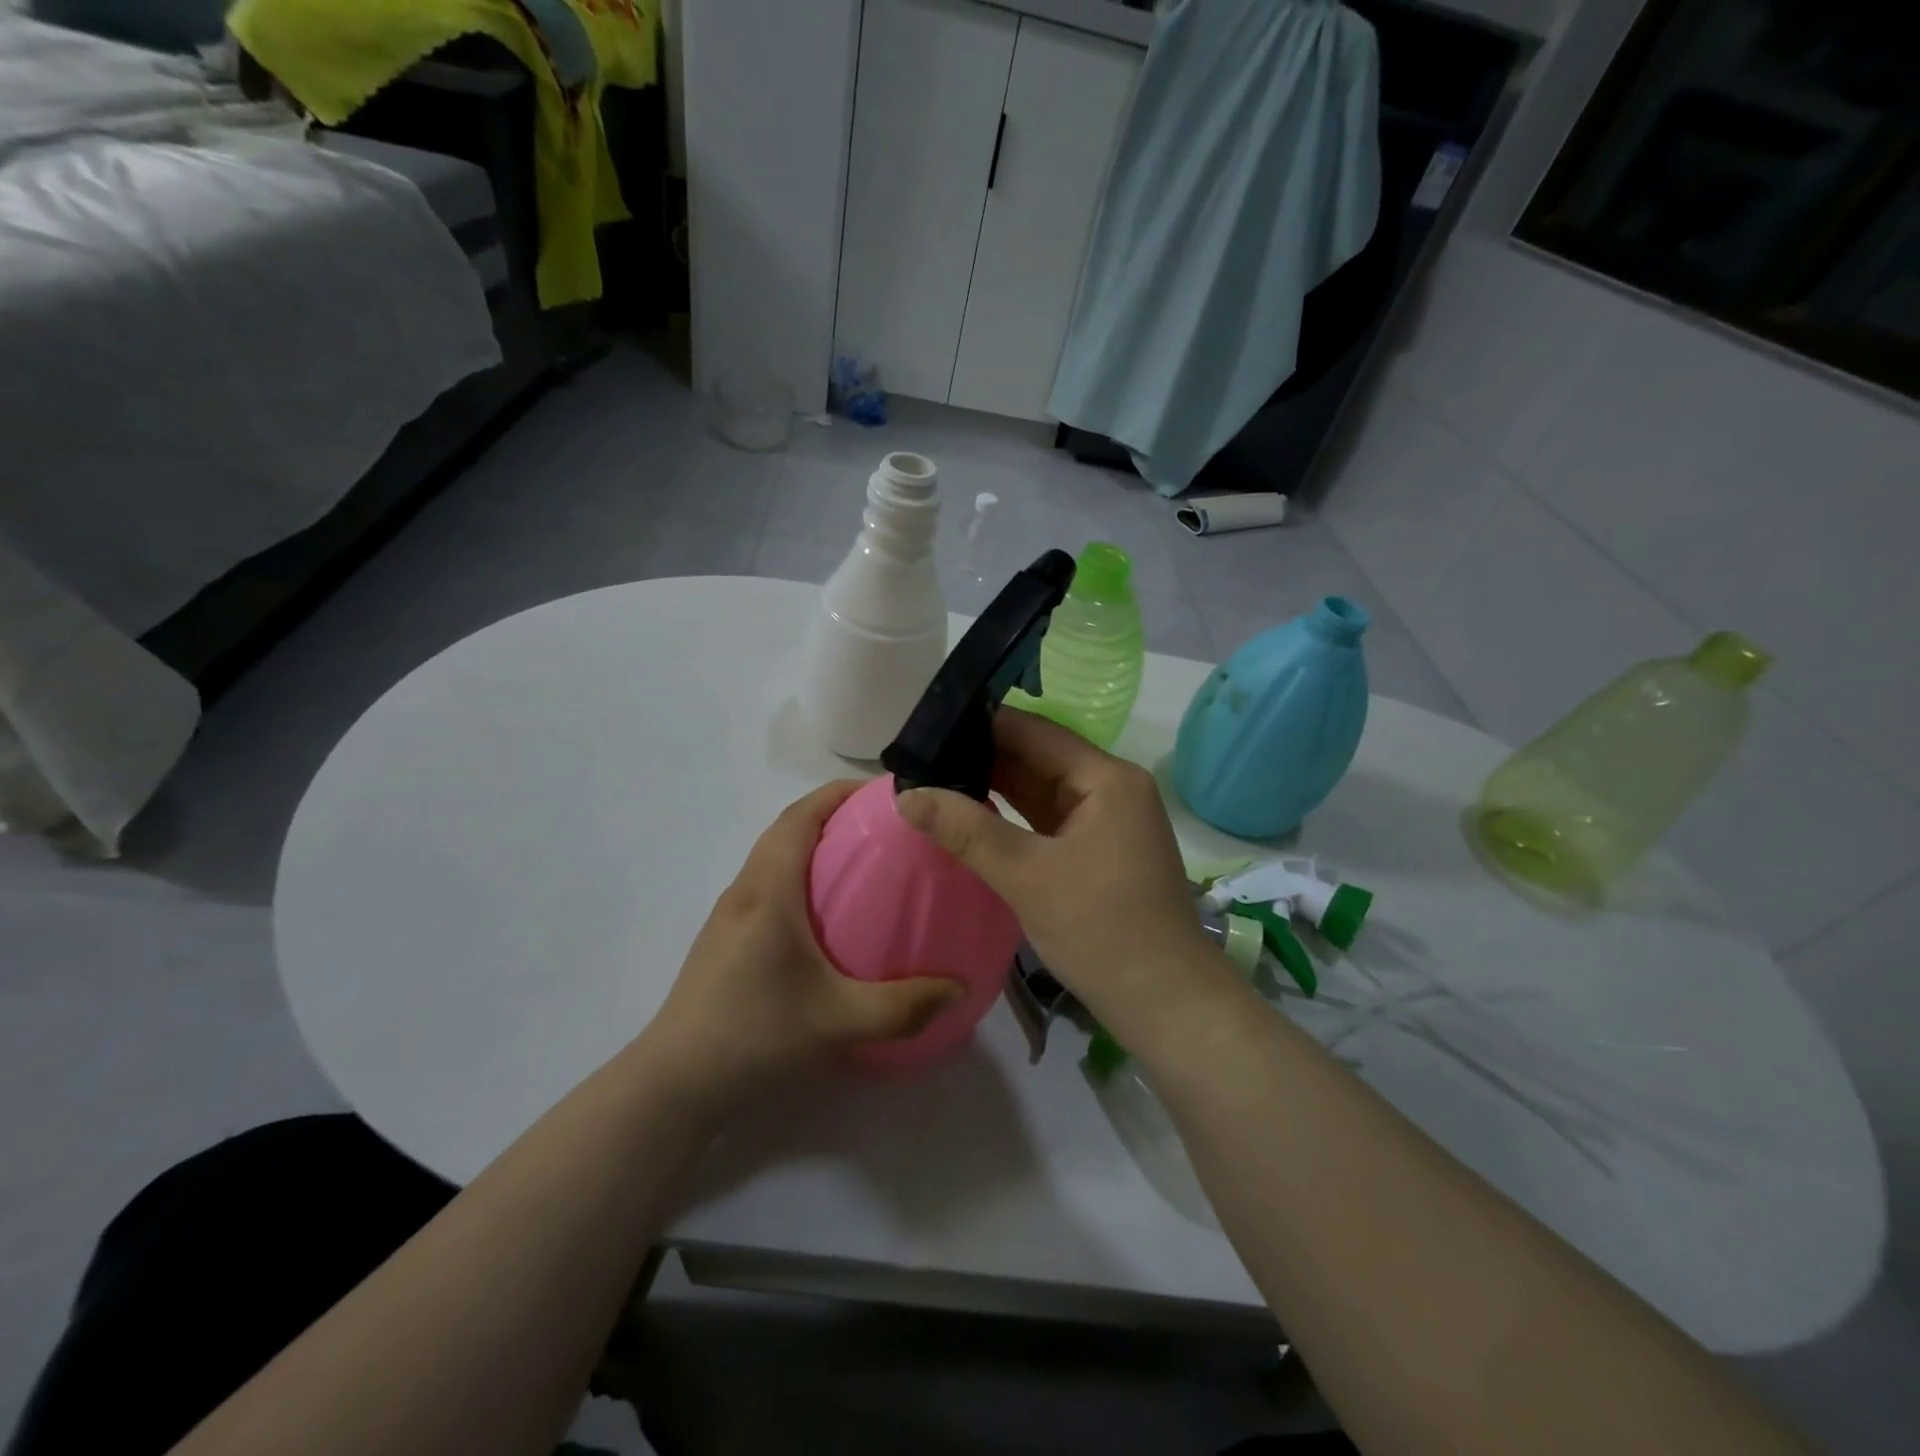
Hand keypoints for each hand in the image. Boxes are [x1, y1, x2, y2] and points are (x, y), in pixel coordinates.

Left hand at [644, 781, 964, 1099]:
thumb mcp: (838, 1022)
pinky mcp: (725, 940)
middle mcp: (745, 890)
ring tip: (864, 864)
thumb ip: (904, 1006)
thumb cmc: (753, 1036)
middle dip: (834, 814)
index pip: (801, 815)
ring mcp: (729, 915)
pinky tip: (828, 916)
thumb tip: (959, 988)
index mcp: (769, 890)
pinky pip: (768, 885)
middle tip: (886, 828)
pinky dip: (800, 875)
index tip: (884, 793)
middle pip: (787, 828)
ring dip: (814, 844)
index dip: (840, 792)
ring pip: (774, 856)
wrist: (674, 1085)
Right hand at [898, 710, 1217, 1030]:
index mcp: (1106, 778)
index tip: (928, 730)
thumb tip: (906, 794)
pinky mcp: (1101, 851)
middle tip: (921, 759)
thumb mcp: (1027, 876)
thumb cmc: (1102, 931)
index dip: (981, 725)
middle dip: (982, 757)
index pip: (1034, 731)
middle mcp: (1111, 788)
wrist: (1166, 1003)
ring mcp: (1108, 821)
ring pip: (1042, 790)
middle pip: (1039, 757)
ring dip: (996, 787)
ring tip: (935, 781)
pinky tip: (973, 816)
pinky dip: (1014, 817)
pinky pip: (1049, 820)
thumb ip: (966, 830)